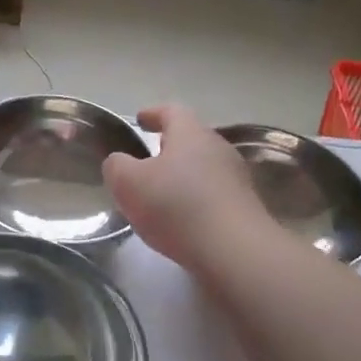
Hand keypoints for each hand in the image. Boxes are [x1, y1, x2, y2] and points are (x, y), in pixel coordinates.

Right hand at [102, 104, 268, 271]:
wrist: (232, 250)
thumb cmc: (175, 206)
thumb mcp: (128, 183)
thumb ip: (117, 166)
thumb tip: (119, 161)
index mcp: (190, 133)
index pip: (171, 111)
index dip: (153, 114)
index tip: (139, 120)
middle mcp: (218, 148)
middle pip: (191, 139)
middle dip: (169, 147)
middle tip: (147, 160)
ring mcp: (236, 177)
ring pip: (204, 167)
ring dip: (183, 176)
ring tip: (162, 194)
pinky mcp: (244, 206)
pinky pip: (214, 194)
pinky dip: (196, 199)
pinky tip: (183, 219)